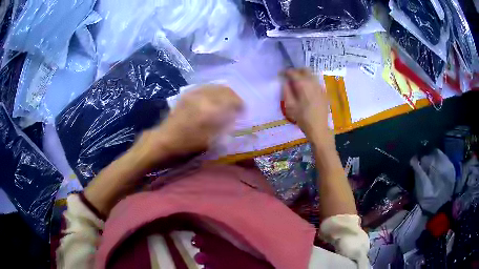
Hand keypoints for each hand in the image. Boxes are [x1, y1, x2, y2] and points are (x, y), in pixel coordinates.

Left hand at [133, 84, 242, 167]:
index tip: (243, 110)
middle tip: (237, 105)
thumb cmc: (188, 145)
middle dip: (234, 96)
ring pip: (215, 87)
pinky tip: (213, 97)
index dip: (240, 104)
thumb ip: (225, 126)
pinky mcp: (187, 95)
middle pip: (225, 90)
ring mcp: (194, 94)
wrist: (164, 141)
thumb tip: (235, 116)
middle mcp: (203, 97)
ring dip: (224, 92)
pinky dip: (213, 90)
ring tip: (227, 100)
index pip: (232, 100)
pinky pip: (204, 87)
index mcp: (210, 109)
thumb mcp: (211, 140)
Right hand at [282, 68, 331, 143]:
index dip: (286, 72)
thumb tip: (285, 82)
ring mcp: (320, 87)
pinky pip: (316, 82)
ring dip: (304, 76)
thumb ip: (286, 91)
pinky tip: (307, 90)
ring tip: (298, 83)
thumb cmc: (303, 119)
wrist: (319, 129)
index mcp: (303, 84)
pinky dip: (310, 82)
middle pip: (305, 70)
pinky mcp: (324, 92)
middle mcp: (313, 82)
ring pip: (312, 75)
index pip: (293, 72)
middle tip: (291, 77)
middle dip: (297, 71)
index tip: (281, 74)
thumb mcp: (290, 106)